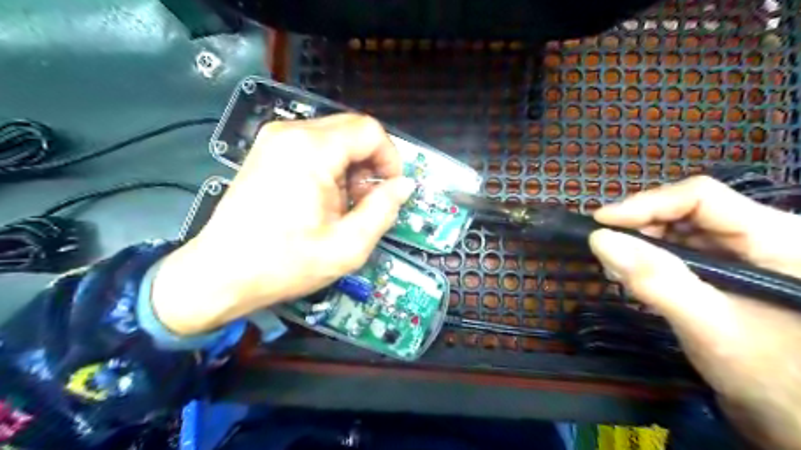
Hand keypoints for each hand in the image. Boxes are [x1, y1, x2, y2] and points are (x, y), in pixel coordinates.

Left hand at [149, 114, 415, 334]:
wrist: (220, 274)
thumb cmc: (284, 263)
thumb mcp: (347, 246)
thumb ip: (383, 210)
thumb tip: (404, 185)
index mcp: (312, 150)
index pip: (370, 131)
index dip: (390, 158)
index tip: (390, 190)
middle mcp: (292, 133)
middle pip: (353, 130)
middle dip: (370, 164)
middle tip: (366, 202)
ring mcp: (275, 139)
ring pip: (335, 139)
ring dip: (351, 168)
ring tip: (343, 206)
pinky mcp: (268, 151)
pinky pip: (315, 147)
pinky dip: (331, 168)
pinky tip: (323, 200)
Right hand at [591, 175, 800, 449]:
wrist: (797, 419)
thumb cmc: (772, 377)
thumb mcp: (710, 326)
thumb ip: (656, 280)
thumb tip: (599, 239)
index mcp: (777, 237)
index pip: (700, 198)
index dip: (646, 204)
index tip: (600, 222)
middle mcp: (763, 234)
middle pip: (688, 210)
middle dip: (640, 225)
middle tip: (603, 247)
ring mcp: (746, 253)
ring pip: (681, 229)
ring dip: (642, 243)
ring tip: (615, 265)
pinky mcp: (729, 270)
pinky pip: (682, 251)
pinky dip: (652, 259)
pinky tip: (634, 274)